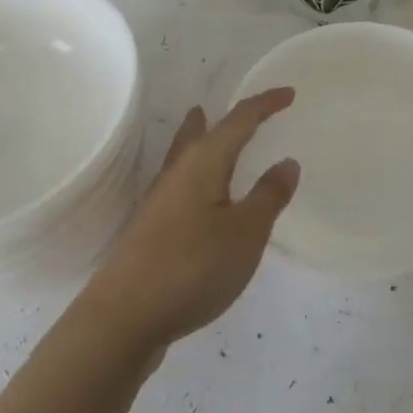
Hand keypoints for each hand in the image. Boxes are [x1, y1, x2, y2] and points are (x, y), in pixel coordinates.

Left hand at [86, 89, 300, 353]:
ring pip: (183, 157)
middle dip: (217, 118)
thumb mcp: (246, 233)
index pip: (240, 120)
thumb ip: (268, 196)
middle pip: (199, 133)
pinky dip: (195, 177)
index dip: (265, 104)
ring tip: (203, 132)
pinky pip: (179, 186)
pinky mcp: (150, 231)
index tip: (289, 94)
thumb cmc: (193, 267)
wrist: (124, 318)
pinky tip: (198, 200)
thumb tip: (286, 161)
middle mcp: (178, 172)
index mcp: (204, 162)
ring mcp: (158, 202)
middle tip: (232, 110)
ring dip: (197, 141)